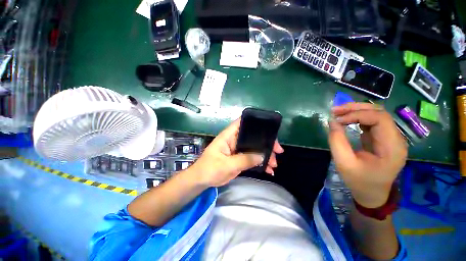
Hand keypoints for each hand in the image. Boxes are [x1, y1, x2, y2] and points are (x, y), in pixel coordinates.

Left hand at [191, 118, 283, 186]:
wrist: (202, 180)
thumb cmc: (209, 169)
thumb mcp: (227, 164)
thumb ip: (244, 160)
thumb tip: (262, 156)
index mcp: (229, 136)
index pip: (242, 123)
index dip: (254, 122)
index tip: (269, 128)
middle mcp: (235, 140)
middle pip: (253, 136)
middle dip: (266, 143)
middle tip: (278, 151)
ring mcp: (238, 149)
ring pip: (255, 148)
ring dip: (265, 155)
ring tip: (274, 164)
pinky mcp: (240, 158)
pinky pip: (252, 158)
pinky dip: (260, 163)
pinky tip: (268, 169)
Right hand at [328, 103, 406, 207]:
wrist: (372, 194)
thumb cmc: (359, 181)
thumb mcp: (344, 163)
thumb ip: (337, 141)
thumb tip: (332, 121)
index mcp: (392, 147)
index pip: (380, 119)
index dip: (357, 115)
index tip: (337, 120)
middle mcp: (396, 139)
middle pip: (379, 113)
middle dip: (356, 108)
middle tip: (335, 110)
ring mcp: (390, 138)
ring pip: (375, 114)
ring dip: (356, 110)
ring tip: (338, 112)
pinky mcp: (382, 138)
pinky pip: (371, 121)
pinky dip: (357, 117)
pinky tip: (346, 119)